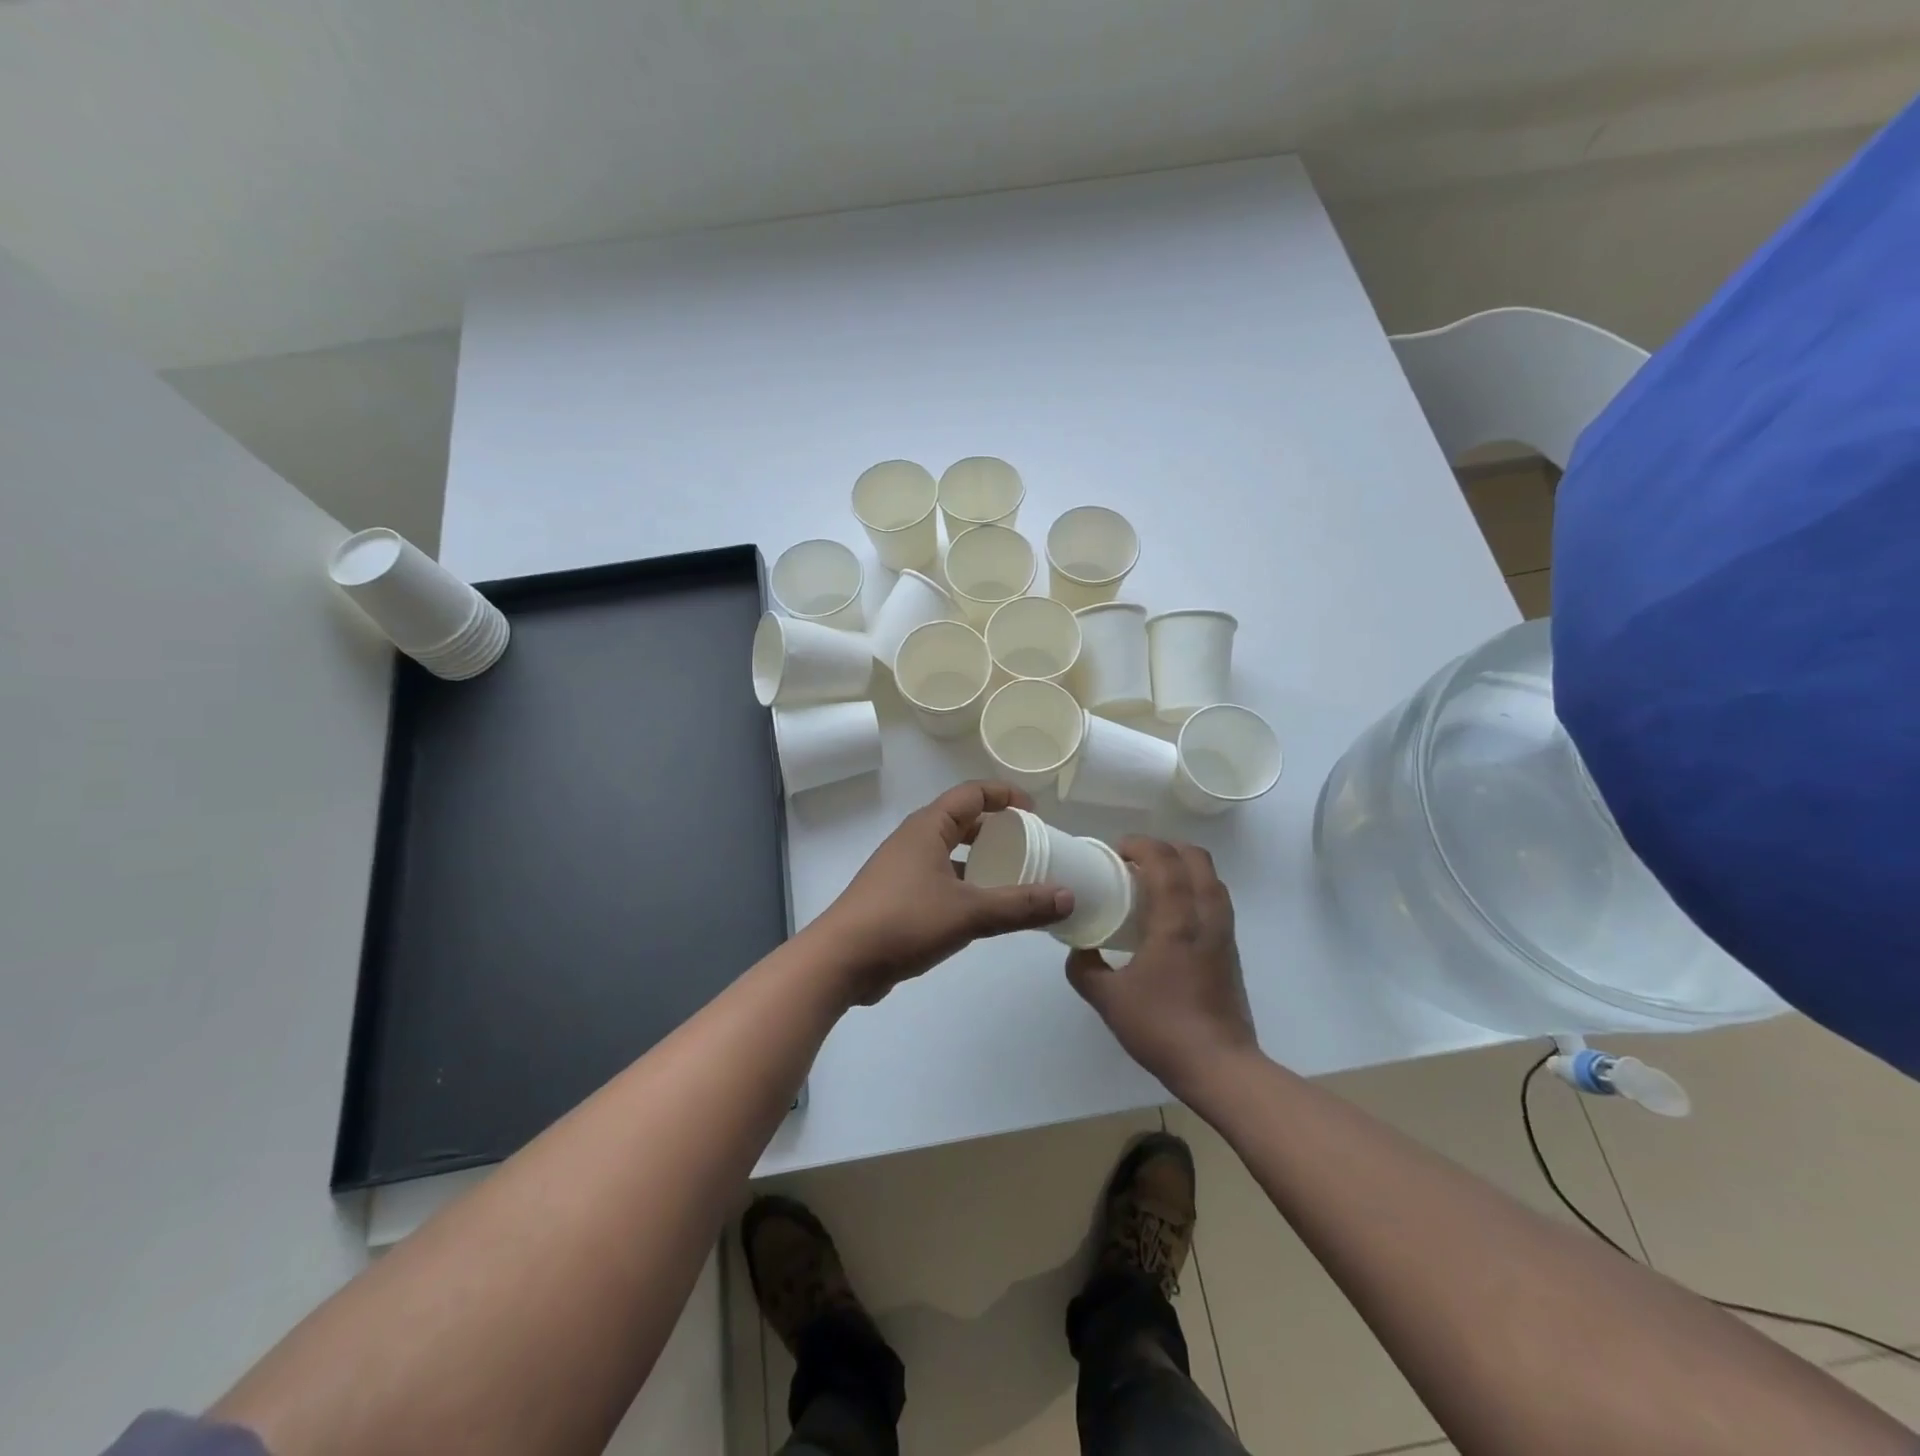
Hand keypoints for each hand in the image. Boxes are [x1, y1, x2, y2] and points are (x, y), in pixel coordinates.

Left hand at [809, 781, 1072, 1005]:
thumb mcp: (969, 912)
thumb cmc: (904, 921)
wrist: (841, 960)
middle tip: (1029, 844)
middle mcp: (913, 840)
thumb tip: (1068, 896)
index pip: (971, 794)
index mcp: (927, 828)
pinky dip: (964, 884)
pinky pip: (939, 878)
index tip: (1034, 811)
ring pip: (949, 852)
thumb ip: (1020, 905)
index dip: (1004, 795)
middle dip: (995, 828)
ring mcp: (901, 869)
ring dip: (979, 859)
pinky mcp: (896, 897)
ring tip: (1013, 876)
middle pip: (960, 820)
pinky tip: (982, 909)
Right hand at [1065, 837, 1257, 1095]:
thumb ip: (1084, 969)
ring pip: (1211, 878)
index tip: (1115, 851)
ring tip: (1153, 882)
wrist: (1220, 1067)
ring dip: (1183, 867)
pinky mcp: (1231, 952)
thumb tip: (1078, 950)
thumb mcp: (1108, 999)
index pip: (1165, 860)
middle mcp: (1206, 917)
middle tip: (1135, 862)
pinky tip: (1170, 916)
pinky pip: (1215, 901)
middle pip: (1196, 858)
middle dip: (1165, 848)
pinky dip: (1194, 890)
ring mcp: (1224, 934)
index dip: (1140, 844)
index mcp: (1176, 921)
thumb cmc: (1162, 1028)